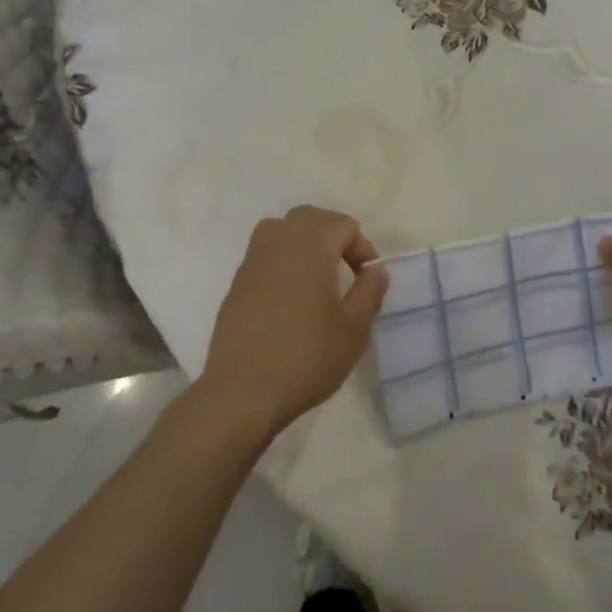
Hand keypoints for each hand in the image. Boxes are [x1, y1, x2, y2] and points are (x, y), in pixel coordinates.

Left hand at [199, 205, 389, 436]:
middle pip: (309, 217)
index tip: (368, 279)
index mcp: (310, 246)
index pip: (343, 224)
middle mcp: (279, 243)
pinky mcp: (236, 284)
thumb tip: (375, 268)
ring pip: (281, 229)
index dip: (362, 247)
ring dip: (304, 242)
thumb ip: (370, 290)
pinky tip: (291, 296)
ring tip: (318, 274)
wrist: (242, 393)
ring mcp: (252, 262)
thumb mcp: (354, 328)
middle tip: (347, 267)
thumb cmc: (306, 357)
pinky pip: (264, 254)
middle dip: (333, 234)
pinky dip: (283, 260)